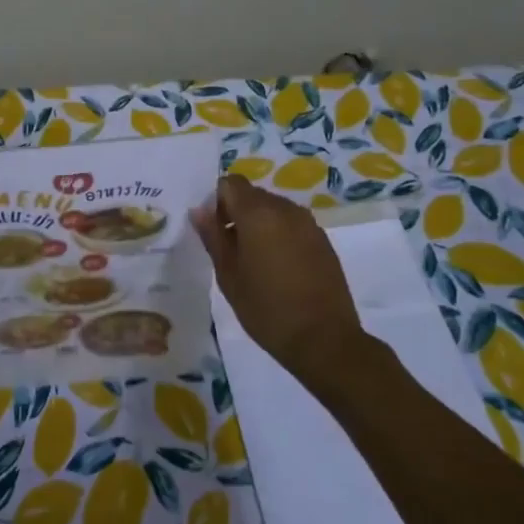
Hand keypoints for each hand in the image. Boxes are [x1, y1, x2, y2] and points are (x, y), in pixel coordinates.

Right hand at [191, 175, 367, 382]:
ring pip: (274, 209)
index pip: (230, 183)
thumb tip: (200, 210)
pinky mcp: (323, 241)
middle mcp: (285, 209)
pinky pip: (292, 225)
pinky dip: (280, 236)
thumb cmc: (266, 309)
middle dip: (237, 213)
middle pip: (252, 195)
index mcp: (258, 213)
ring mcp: (308, 224)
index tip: (214, 231)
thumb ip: (213, 236)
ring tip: (255, 262)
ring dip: (259, 225)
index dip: (217, 201)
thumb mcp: (228, 275)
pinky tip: (279, 269)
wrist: (324, 340)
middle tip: (230, 250)